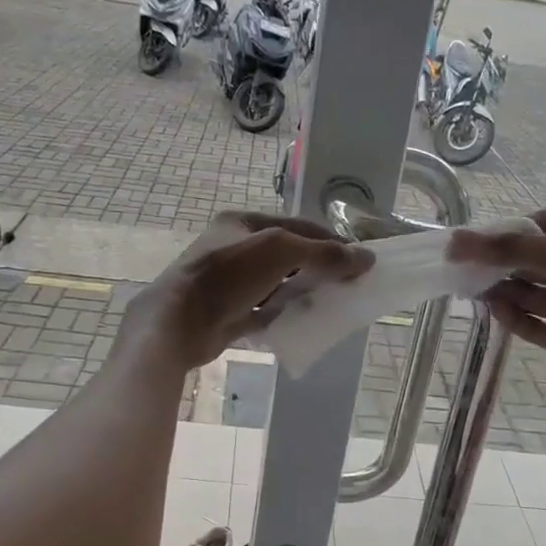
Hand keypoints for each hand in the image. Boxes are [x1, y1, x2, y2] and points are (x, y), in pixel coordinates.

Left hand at [121, 212, 372, 371]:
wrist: (179, 322)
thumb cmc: (228, 276)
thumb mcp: (281, 252)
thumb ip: (324, 254)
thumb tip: (367, 258)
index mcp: (242, 223)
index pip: (297, 225)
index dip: (330, 240)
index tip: (357, 260)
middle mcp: (235, 247)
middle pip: (288, 255)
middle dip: (317, 268)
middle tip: (346, 285)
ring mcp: (230, 282)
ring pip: (277, 284)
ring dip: (301, 292)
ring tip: (329, 304)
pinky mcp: (228, 312)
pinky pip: (265, 311)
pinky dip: (283, 315)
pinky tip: (302, 323)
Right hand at [450, 210, 545, 399]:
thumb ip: (511, 248)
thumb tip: (458, 241)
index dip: (516, 228)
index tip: (484, 238)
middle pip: (534, 260)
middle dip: (502, 260)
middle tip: (465, 263)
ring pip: (530, 294)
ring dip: (503, 289)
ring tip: (471, 286)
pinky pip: (533, 325)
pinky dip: (512, 317)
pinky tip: (492, 308)